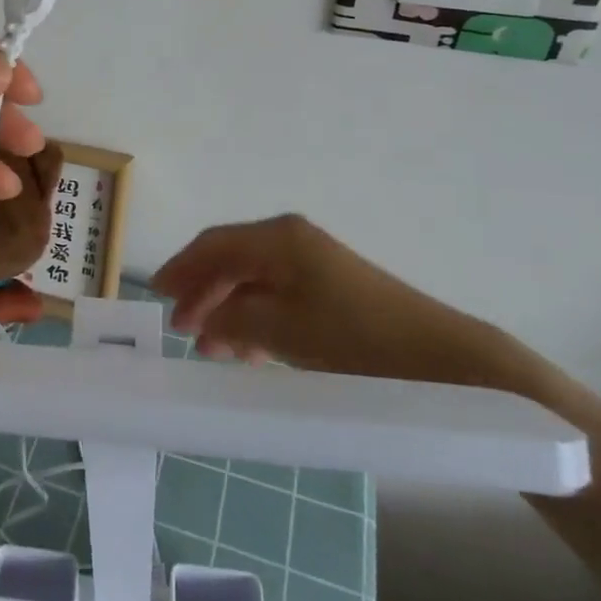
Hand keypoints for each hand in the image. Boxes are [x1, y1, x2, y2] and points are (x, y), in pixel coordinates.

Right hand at [151, 215, 511, 388]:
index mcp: (278, 238)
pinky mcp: (332, 290)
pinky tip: (249, 352)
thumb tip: (203, 319)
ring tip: (211, 349)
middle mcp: (292, 241)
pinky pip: (278, 297)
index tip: (156, 295)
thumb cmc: (356, 338)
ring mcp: (315, 265)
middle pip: (231, 260)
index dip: (181, 268)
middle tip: (181, 329)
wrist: (444, 362)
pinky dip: (256, 320)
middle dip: (203, 293)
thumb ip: (234, 319)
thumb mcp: (283, 330)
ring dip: (228, 311)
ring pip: (254, 282)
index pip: (214, 245)